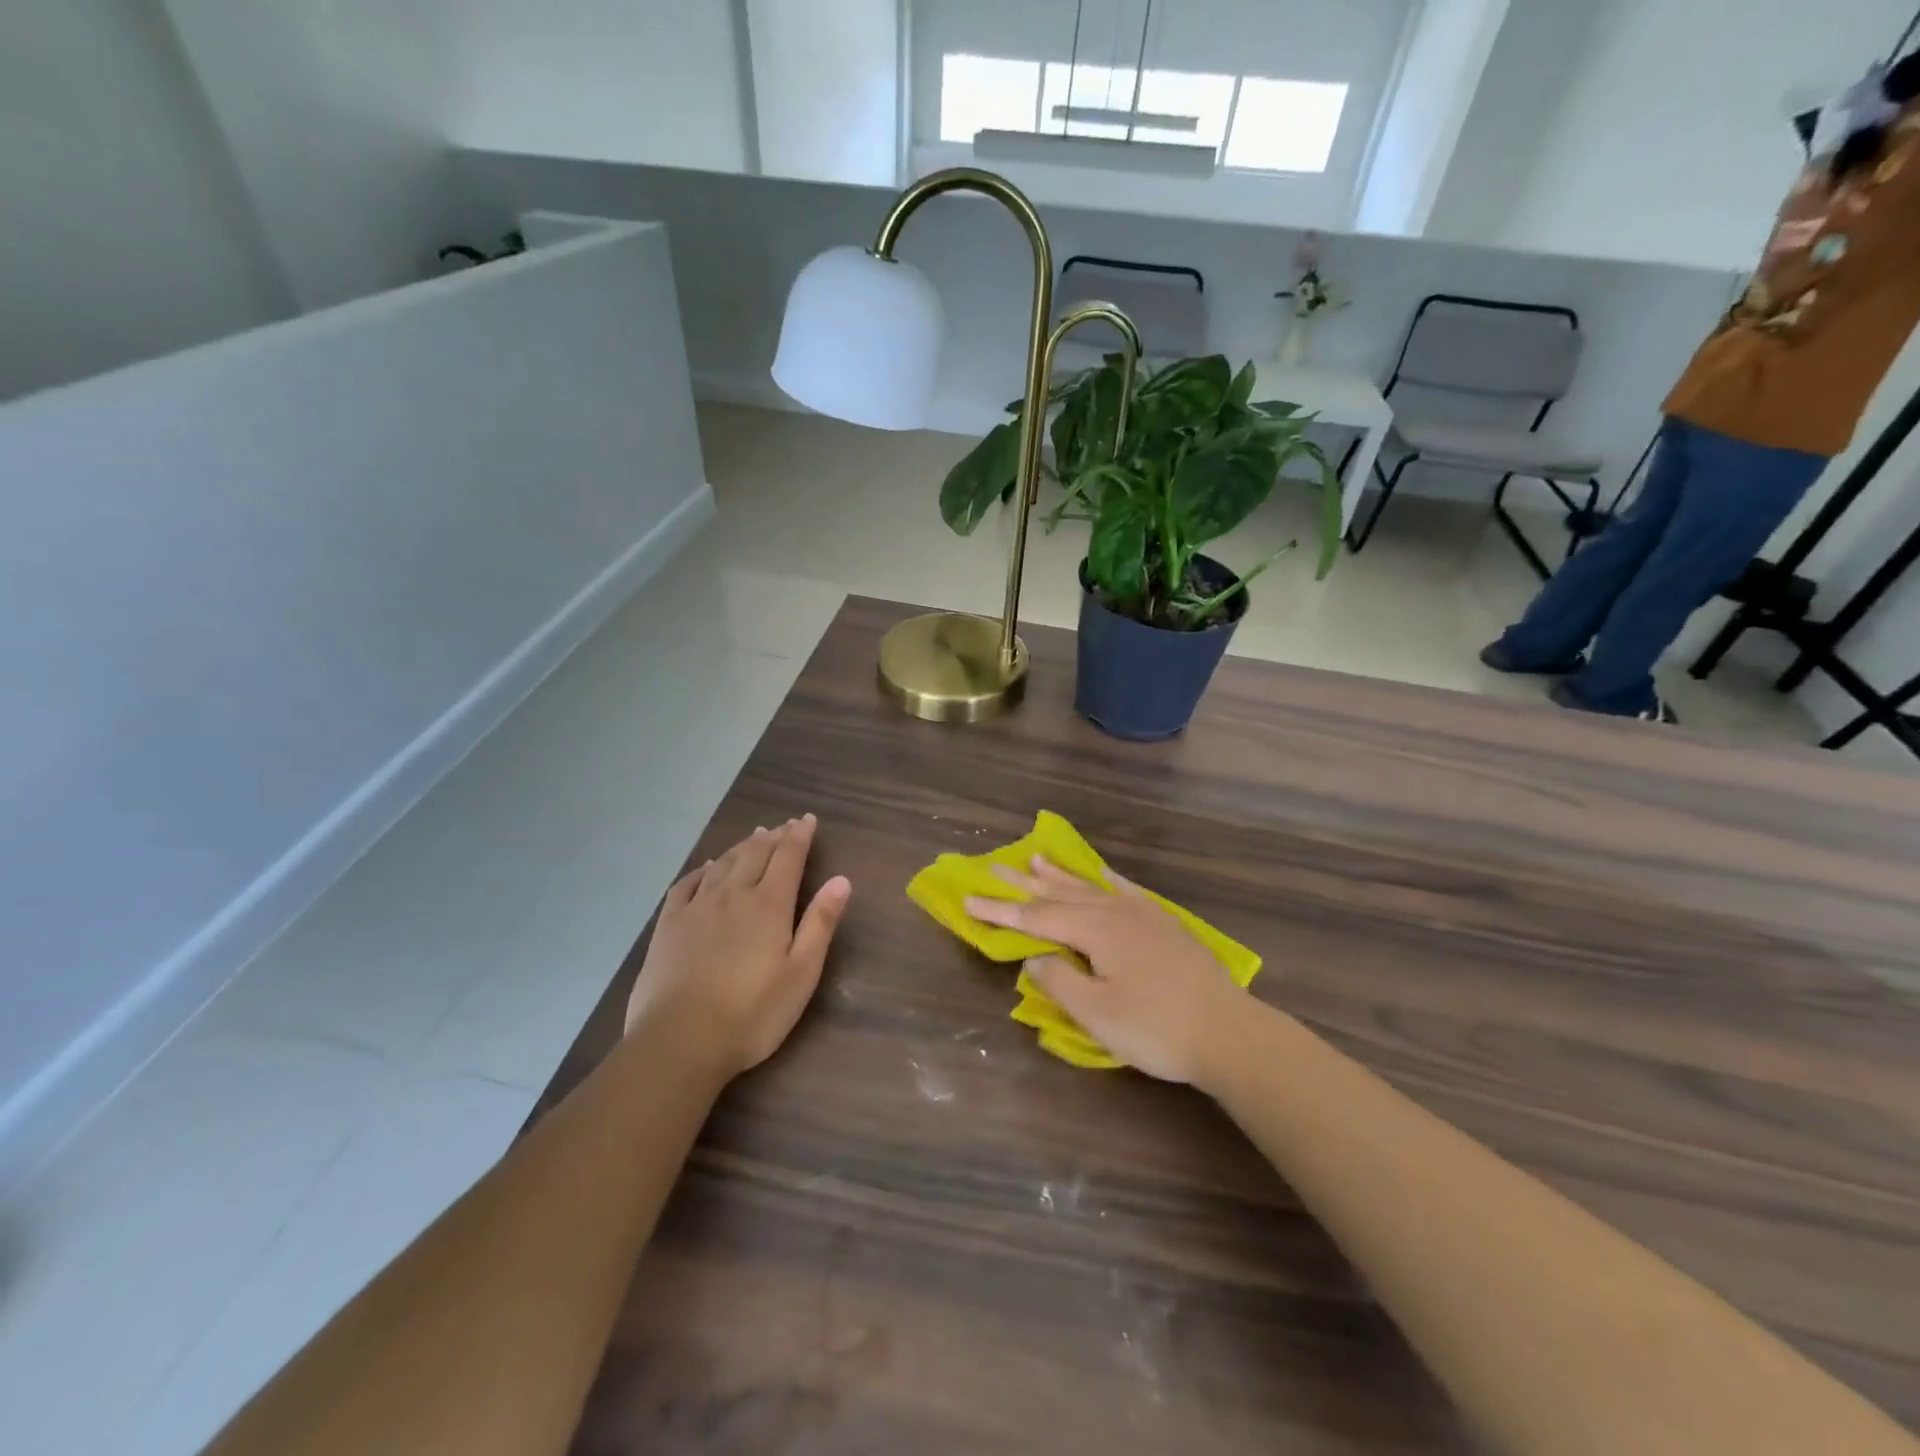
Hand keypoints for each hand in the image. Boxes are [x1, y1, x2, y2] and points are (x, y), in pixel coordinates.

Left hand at [625, 815, 851, 1077]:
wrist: (679, 1040)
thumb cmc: (752, 1013)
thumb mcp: (801, 973)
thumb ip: (820, 923)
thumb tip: (841, 879)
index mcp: (769, 904)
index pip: (788, 857)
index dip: (799, 835)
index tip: (807, 819)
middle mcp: (733, 894)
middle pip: (756, 853)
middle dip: (774, 836)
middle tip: (784, 825)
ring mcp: (697, 907)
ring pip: (723, 863)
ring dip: (742, 846)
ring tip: (754, 836)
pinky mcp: (668, 925)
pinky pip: (687, 883)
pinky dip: (703, 868)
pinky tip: (707, 867)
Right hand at [965, 856, 1246, 1084]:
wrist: (1228, 1033)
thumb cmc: (1156, 1028)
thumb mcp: (1097, 1014)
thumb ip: (1059, 981)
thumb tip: (1034, 958)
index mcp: (1094, 930)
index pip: (1036, 918)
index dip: (1000, 911)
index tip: (967, 899)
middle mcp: (1115, 913)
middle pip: (1060, 895)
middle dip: (1024, 885)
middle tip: (993, 866)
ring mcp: (1143, 916)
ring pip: (1091, 889)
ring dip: (1060, 876)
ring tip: (1036, 859)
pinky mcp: (1165, 926)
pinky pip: (1127, 892)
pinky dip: (1107, 881)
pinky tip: (1102, 874)